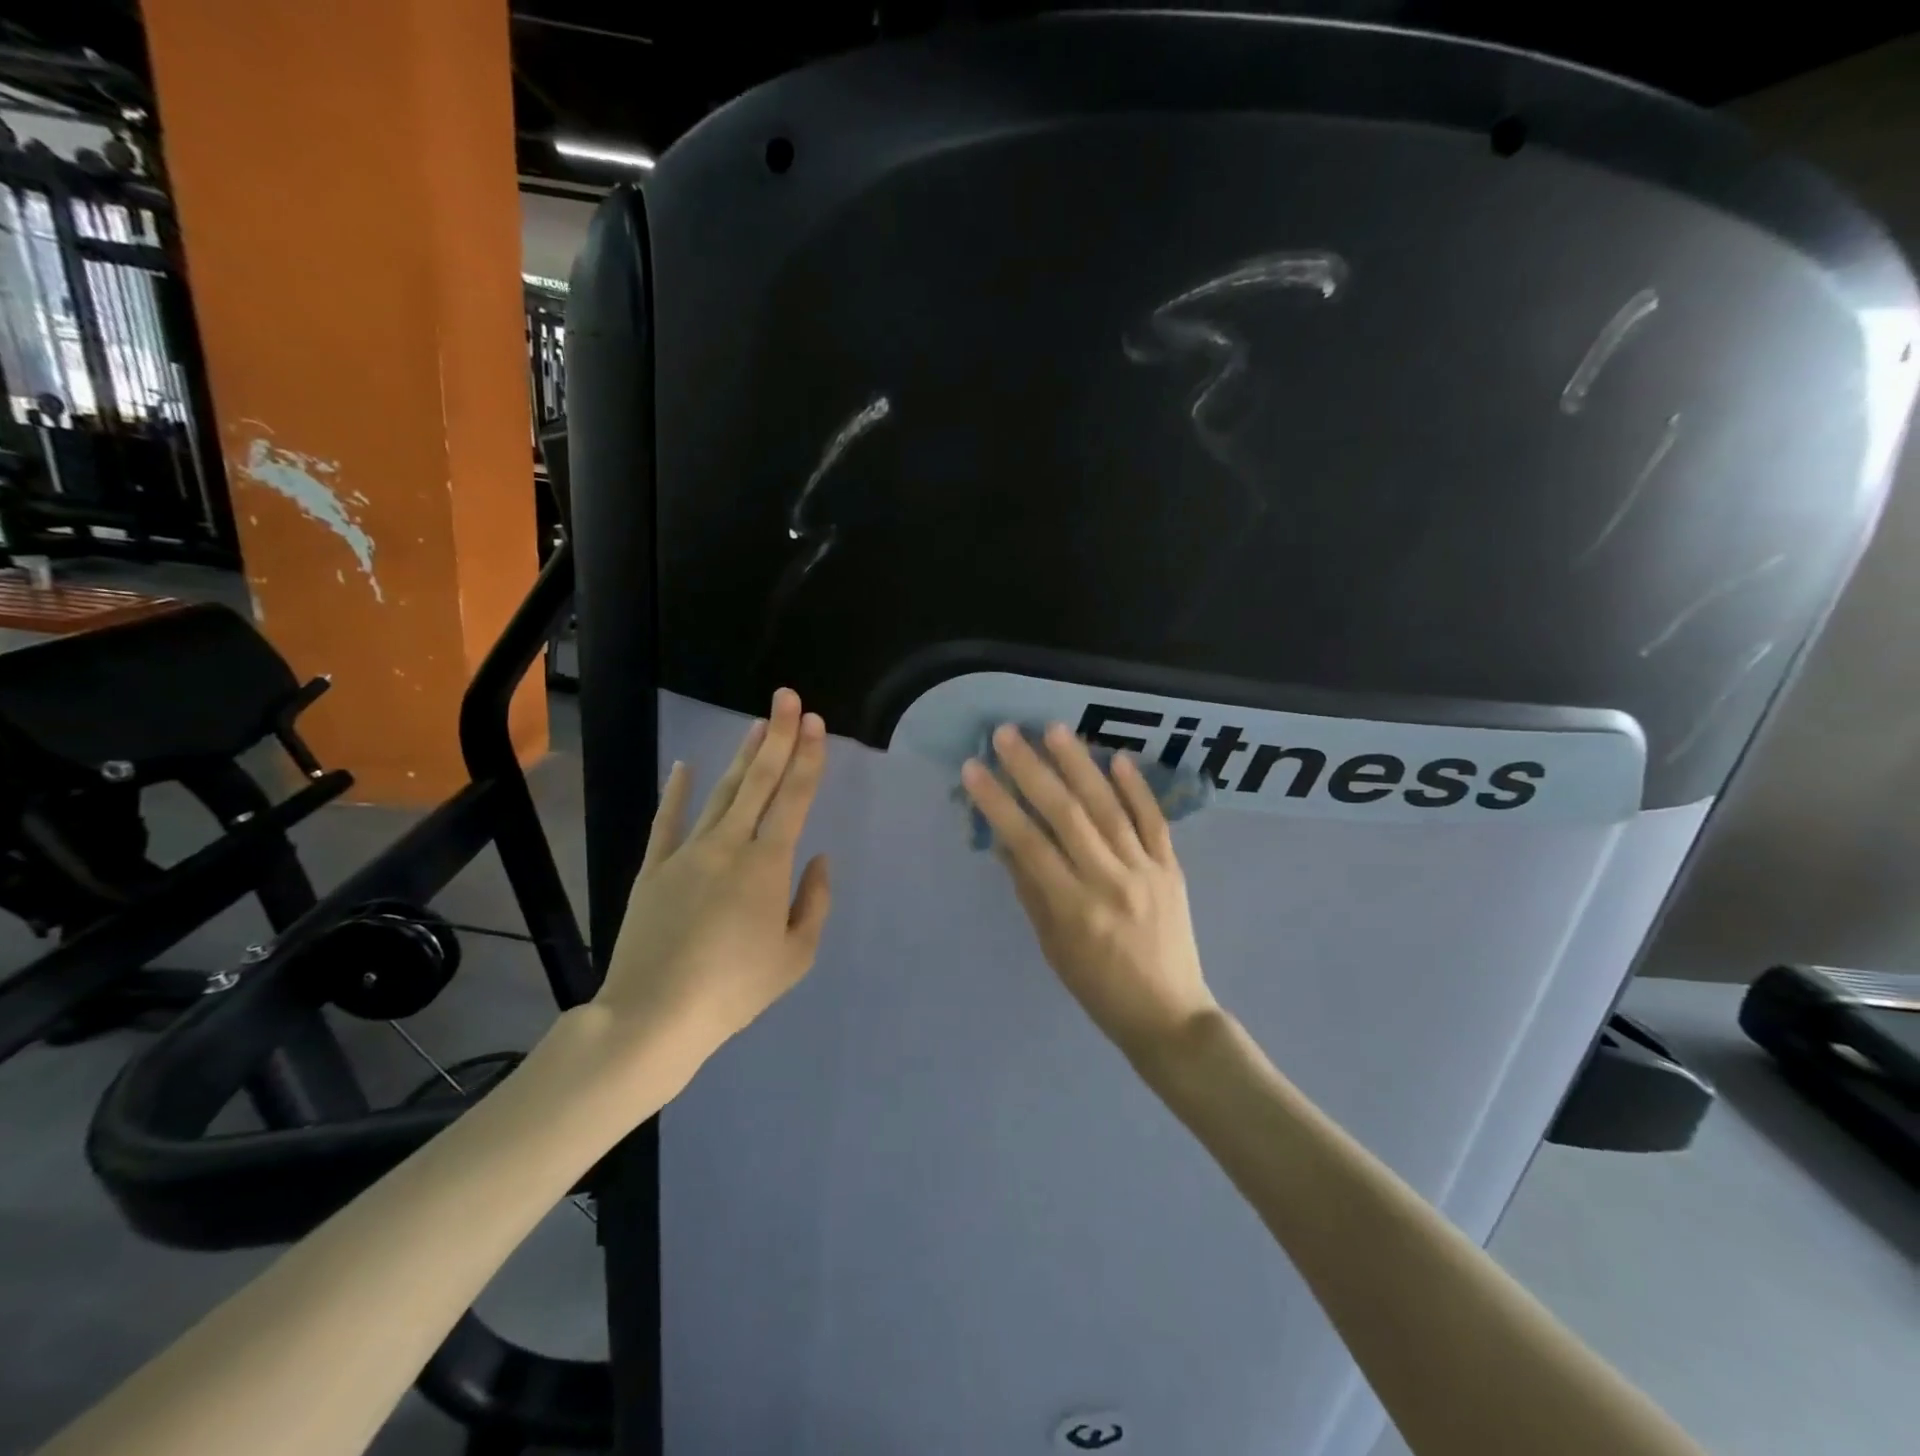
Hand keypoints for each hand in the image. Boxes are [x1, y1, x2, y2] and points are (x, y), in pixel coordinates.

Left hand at [594, 689, 832, 1072]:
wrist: (654, 1016)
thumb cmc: (735, 989)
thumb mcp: (796, 957)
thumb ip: (814, 903)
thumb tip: (819, 860)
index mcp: (767, 864)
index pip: (794, 798)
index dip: (807, 757)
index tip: (814, 722)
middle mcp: (729, 845)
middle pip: (758, 781)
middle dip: (777, 737)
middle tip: (787, 698)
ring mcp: (687, 853)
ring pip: (720, 793)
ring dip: (740, 756)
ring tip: (756, 724)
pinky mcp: (653, 869)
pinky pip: (666, 822)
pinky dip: (676, 792)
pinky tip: (684, 765)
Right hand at [961, 722, 1217, 1058]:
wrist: (1168, 1014)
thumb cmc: (1097, 987)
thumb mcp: (1052, 945)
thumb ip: (1030, 889)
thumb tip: (1006, 838)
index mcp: (1073, 908)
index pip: (1029, 844)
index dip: (998, 803)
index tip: (974, 769)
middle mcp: (1110, 882)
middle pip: (1067, 816)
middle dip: (1033, 770)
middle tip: (1008, 733)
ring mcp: (1146, 872)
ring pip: (1110, 809)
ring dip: (1081, 765)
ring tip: (1056, 729)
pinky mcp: (1172, 869)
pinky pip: (1154, 822)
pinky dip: (1136, 788)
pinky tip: (1118, 757)